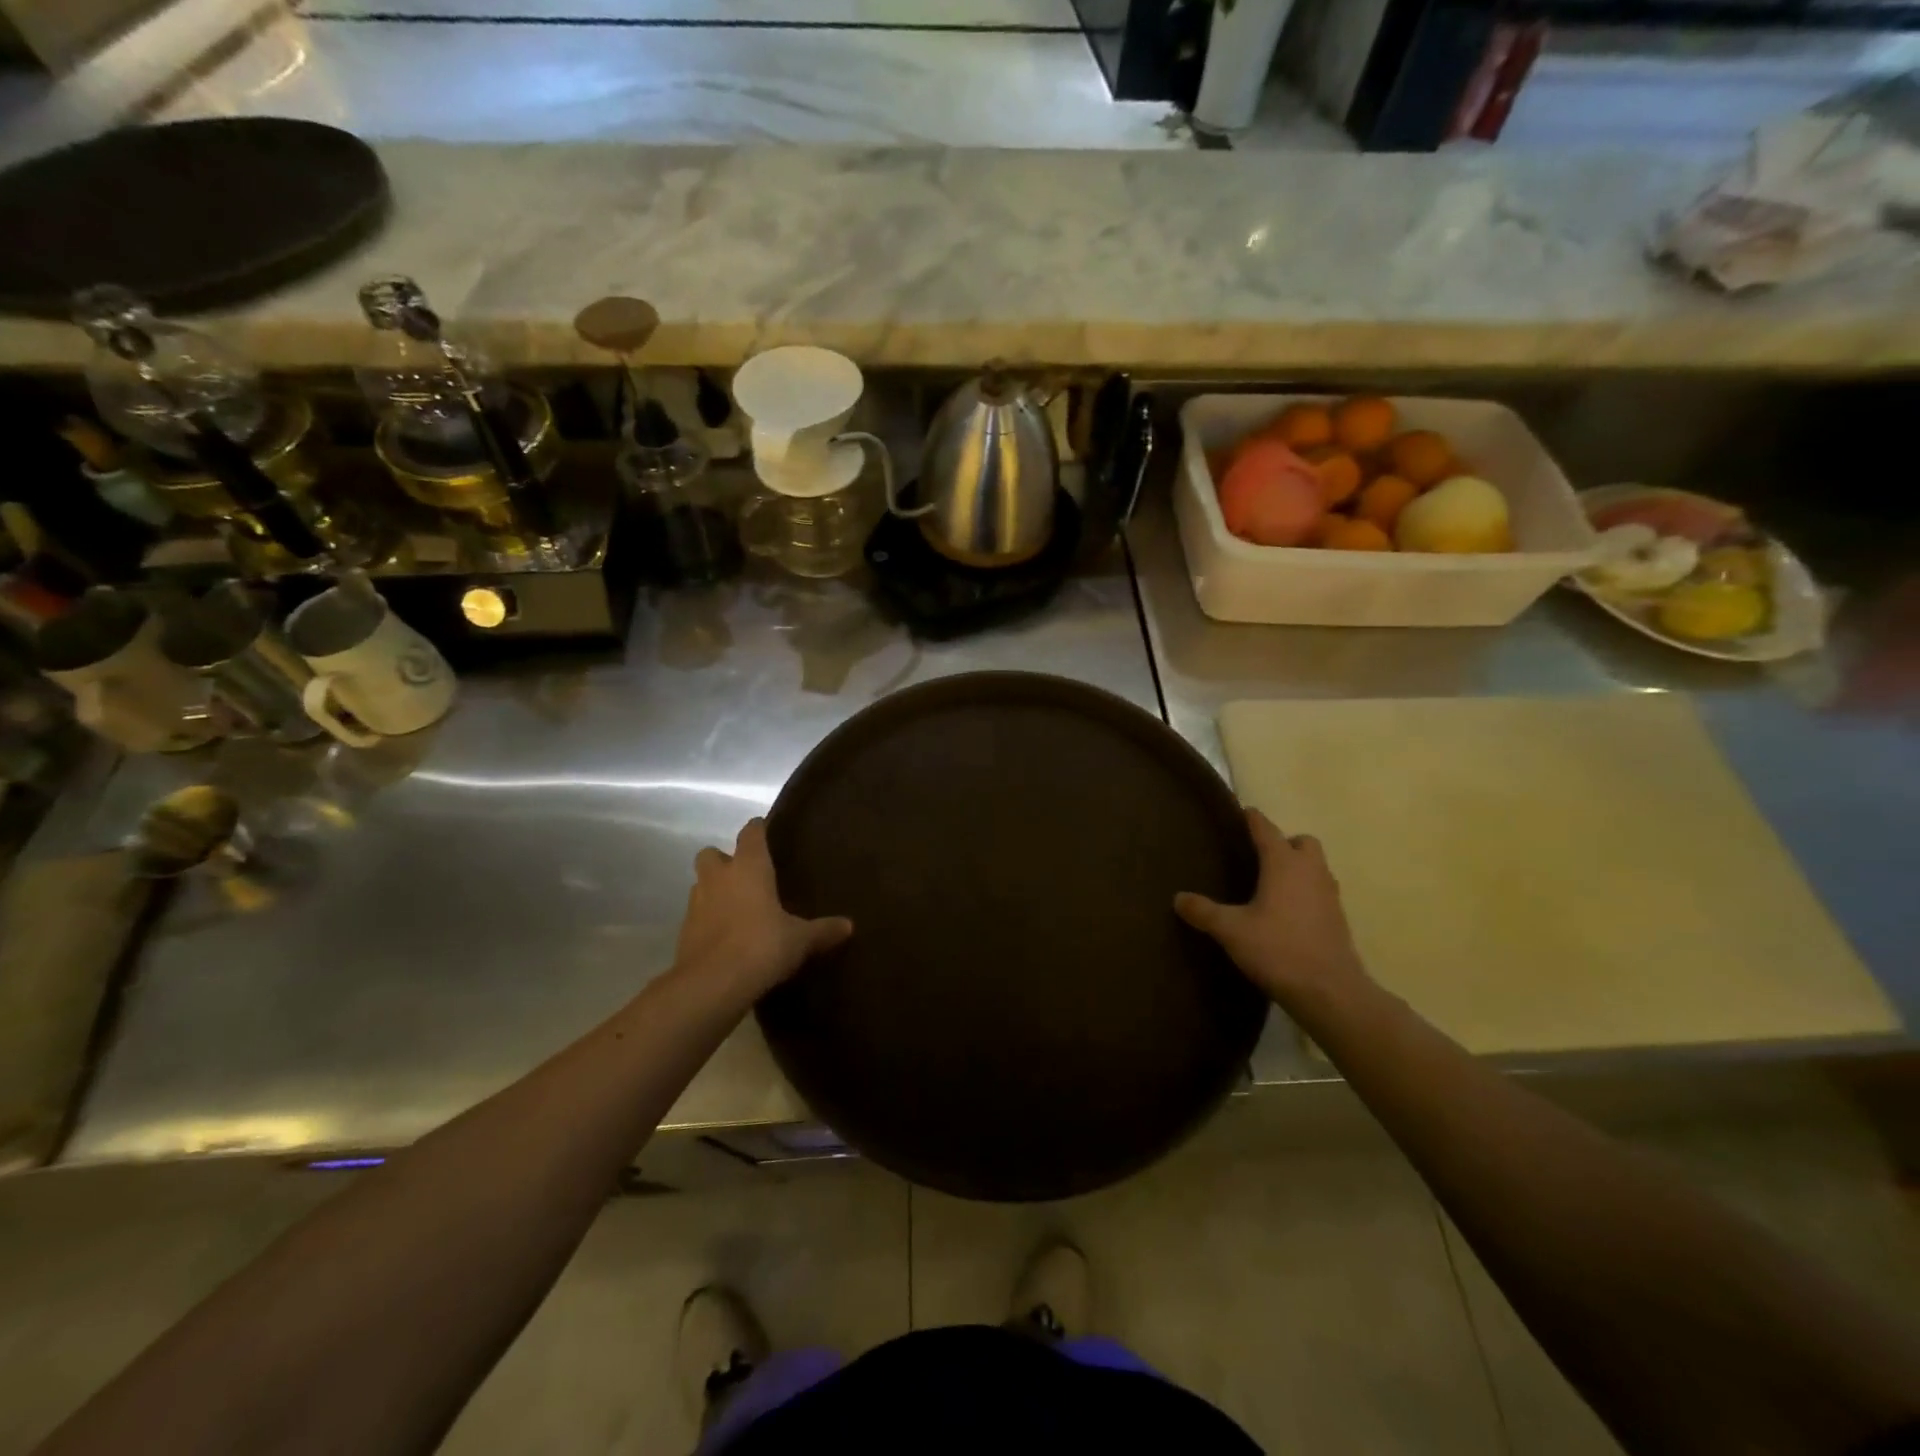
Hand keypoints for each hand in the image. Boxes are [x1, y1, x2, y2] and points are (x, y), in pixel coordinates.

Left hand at [673, 818, 851, 1001]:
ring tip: (737, 907)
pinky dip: (708, 921)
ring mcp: (696, 904)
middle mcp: (718, 877)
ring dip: (714, 890)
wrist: (712, 985)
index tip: (764, 829)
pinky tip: (726, 937)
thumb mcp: (800, 940)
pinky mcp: (684, 932)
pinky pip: (697, 916)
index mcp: (749, 867)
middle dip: (724, 860)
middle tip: (744, 875)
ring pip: (701, 884)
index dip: (758, 829)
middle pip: (711, 854)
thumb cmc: (762, 946)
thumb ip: (822, 930)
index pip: (751, 834)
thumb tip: (849, 926)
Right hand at [1174, 808, 1367, 1009]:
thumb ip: (1203, 912)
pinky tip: (1287, 912)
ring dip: (1298, 867)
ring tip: (1271, 884)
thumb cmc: (1278, 950)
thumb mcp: (1231, 930)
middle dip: (1283, 843)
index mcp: (1284, 864)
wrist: (1330, 991)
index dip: (1252, 819)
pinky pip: (1321, 891)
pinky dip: (1306, 891)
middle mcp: (1310, 871)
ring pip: (1316, 866)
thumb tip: (1178, 898)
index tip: (1241, 812)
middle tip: (1258, 857)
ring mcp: (1329, 894)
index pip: (1266, 829)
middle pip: (1302, 842)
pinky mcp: (1338, 918)